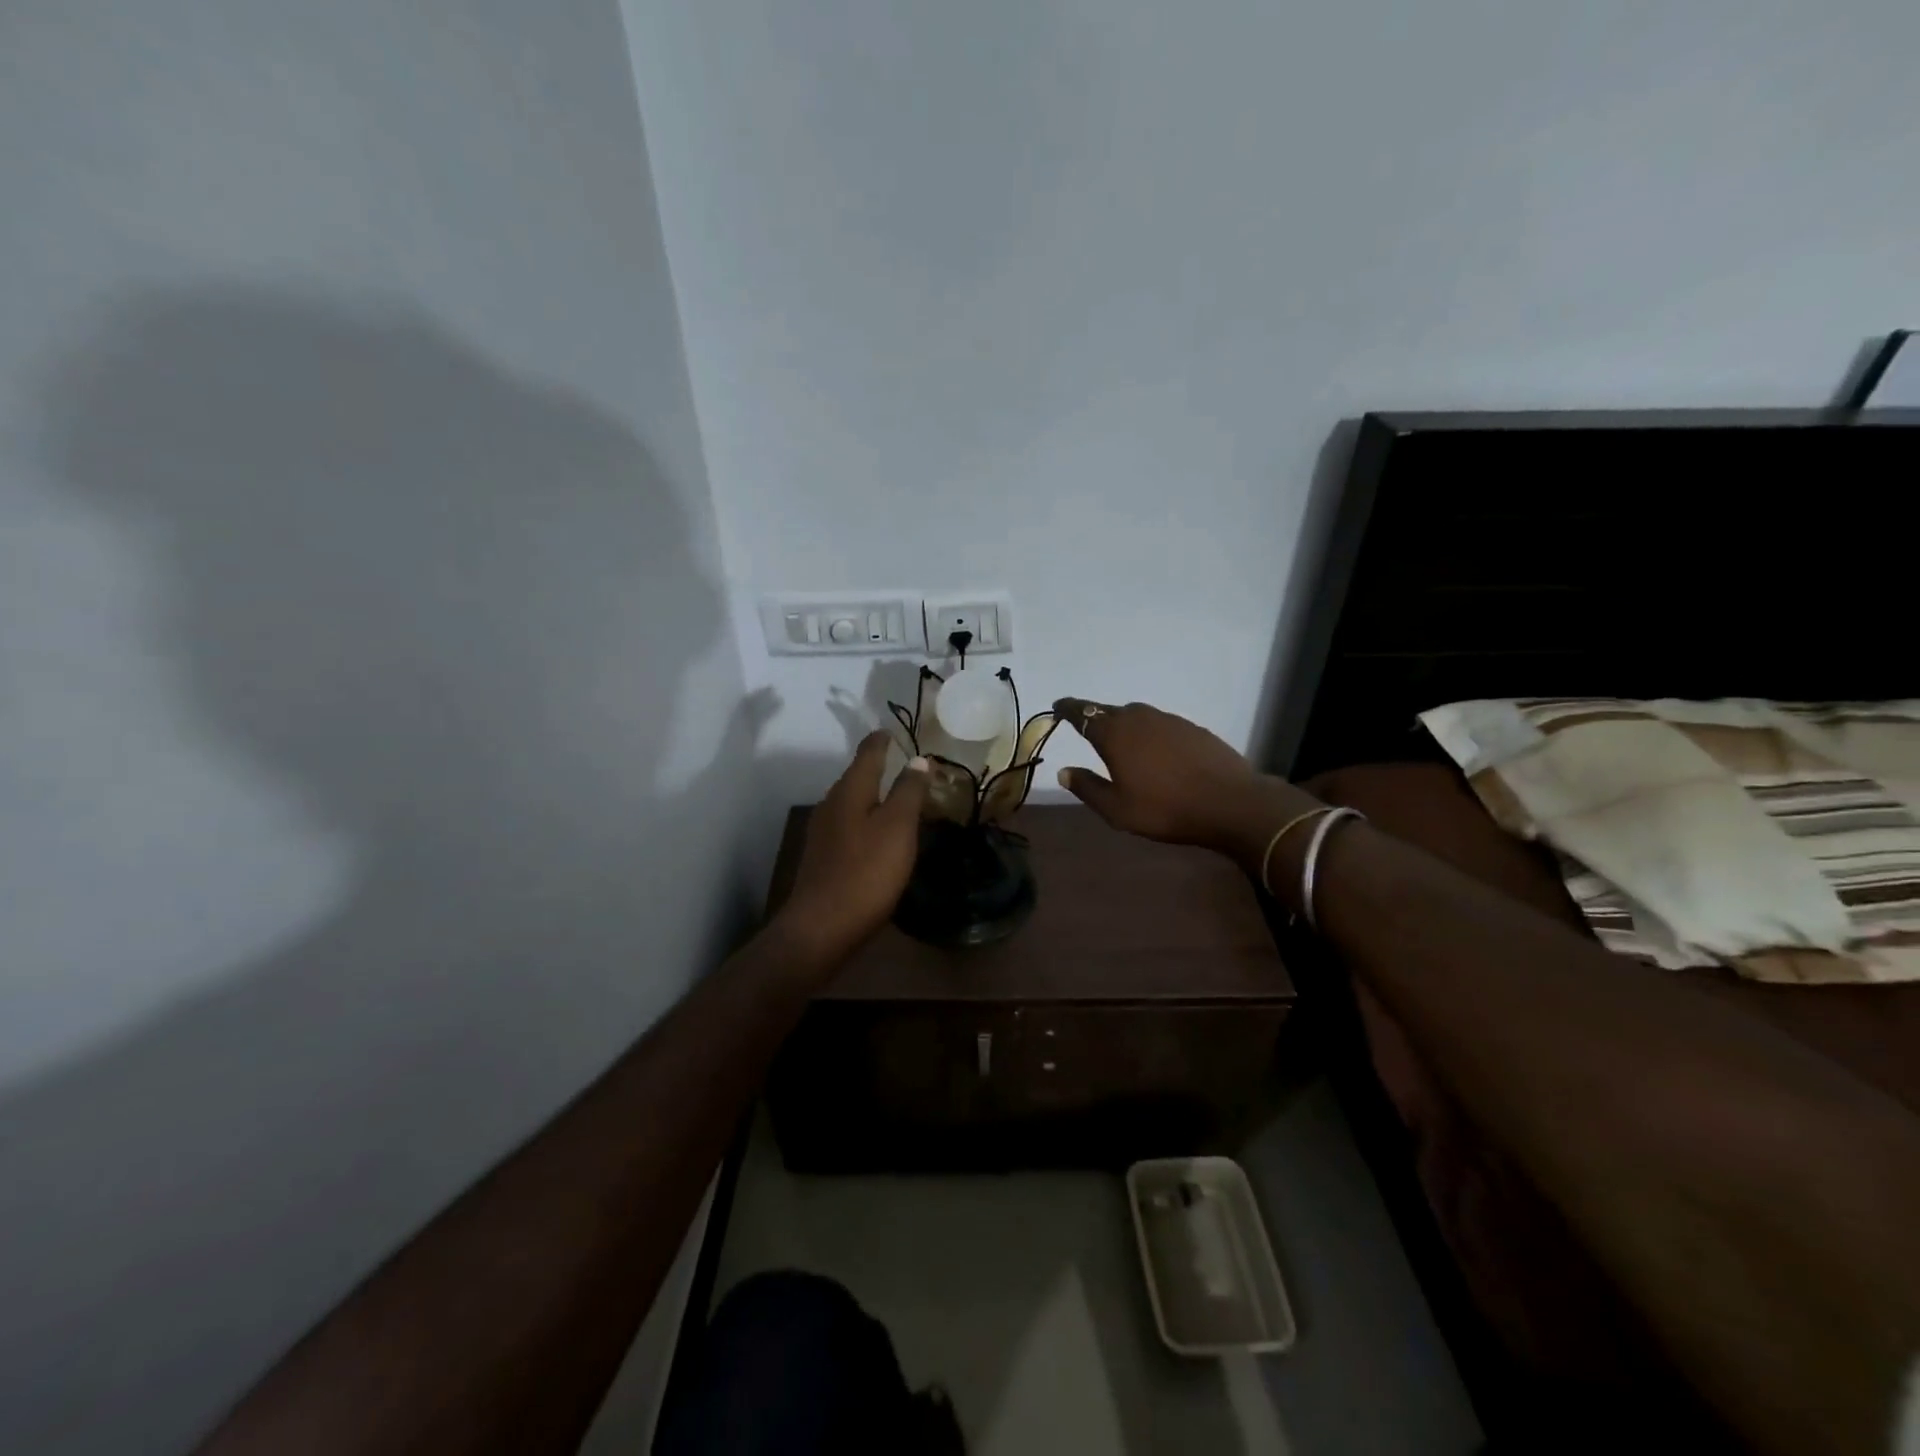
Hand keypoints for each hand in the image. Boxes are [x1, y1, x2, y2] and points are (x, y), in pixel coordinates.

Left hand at [772, 732, 929, 966]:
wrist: (822, 928)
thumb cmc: (866, 872)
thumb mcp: (898, 828)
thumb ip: (909, 791)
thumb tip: (919, 760)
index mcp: (850, 790)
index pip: (868, 752)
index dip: (883, 740)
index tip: (897, 732)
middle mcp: (832, 803)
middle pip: (858, 776)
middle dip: (880, 767)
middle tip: (909, 766)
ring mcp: (823, 831)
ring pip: (853, 802)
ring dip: (874, 795)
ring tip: (900, 798)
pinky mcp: (823, 856)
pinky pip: (849, 825)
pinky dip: (867, 820)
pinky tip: (880, 835)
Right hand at [1051, 698, 1270, 850]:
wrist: (1230, 803)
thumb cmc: (1165, 809)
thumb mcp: (1117, 809)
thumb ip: (1087, 787)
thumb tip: (1064, 771)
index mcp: (1114, 734)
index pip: (1082, 713)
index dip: (1068, 709)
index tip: (1057, 707)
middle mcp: (1139, 718)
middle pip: (1108, 710)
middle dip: (1093, 716)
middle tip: (1085, 727)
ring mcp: (1168, 720)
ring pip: (1136, 715)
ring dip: (1123, 723)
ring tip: (1119, 740)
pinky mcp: (1192, 728)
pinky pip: (1159, 723)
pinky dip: (1148, 731)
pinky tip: (1154, 750)